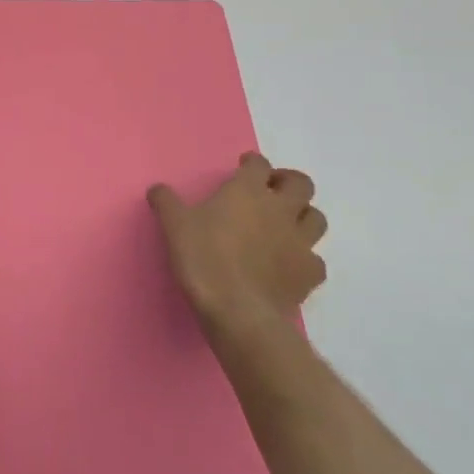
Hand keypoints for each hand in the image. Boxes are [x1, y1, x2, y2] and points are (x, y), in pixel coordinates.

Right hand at [148, 152, 328, 340]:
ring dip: (303, 216)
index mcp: (248, 191)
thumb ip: (166, 202)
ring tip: (285, 224)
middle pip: (301, 184)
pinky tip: (289, 264)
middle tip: (271, 191)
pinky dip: (305, 258)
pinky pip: (315, 259)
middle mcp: (280, 210)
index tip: (243, 167)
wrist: (237, 311)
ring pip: (316, 218)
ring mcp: (300, 242)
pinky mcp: (309, 274)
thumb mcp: (173, 225)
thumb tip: (157, 189)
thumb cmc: (203, 258)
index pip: (259, 164)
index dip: (252, 163)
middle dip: (288, 182)